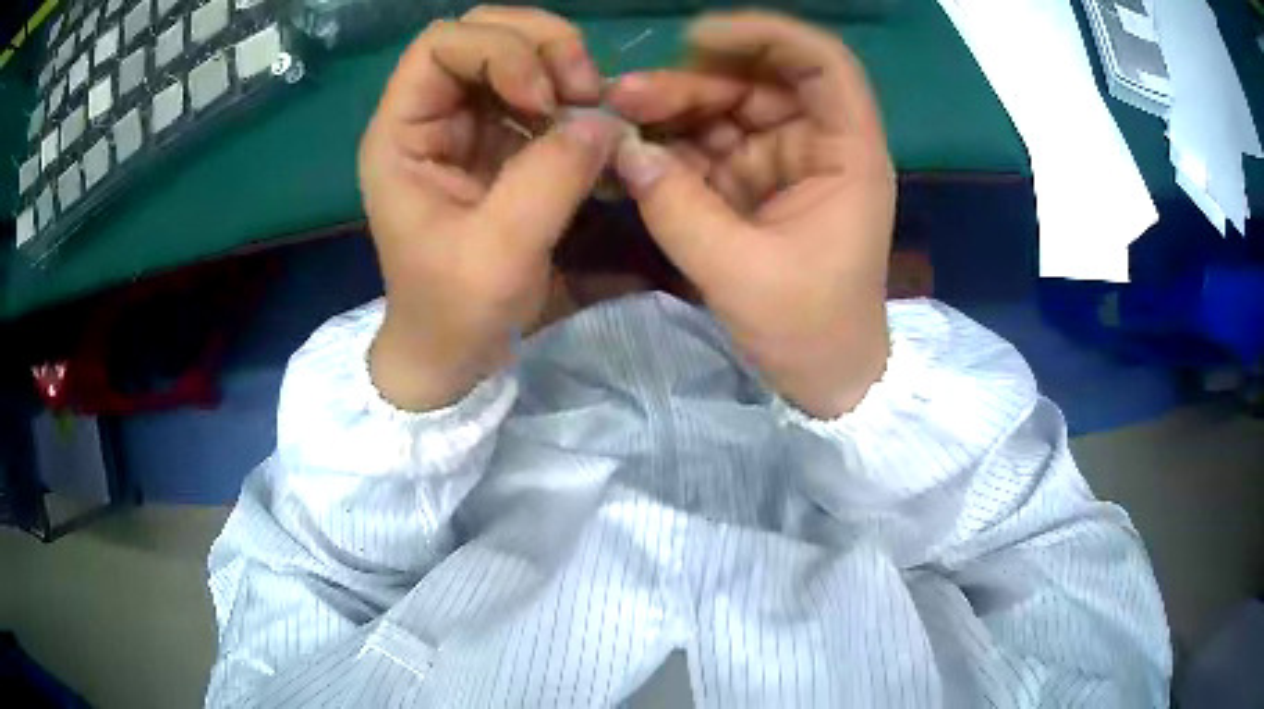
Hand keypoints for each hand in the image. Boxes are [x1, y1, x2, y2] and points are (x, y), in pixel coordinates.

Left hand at [360, 6, 623, 410]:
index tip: (544, 100)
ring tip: (594, 106)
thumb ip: (550, 179)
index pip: (440, 45)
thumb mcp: (499, 255)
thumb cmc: (454, 312)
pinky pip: (539, 91)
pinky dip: (572, 97)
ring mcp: (466, 125)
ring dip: (563, 66)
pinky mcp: (499, 142)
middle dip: (541, 46)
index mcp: (400, 136)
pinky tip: (592, 125)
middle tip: (584, 89)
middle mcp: (430, 116)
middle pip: (482, 32)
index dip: (499, 51)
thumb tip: (605, 120)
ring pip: (516, 52)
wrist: (452, 353)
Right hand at [607, 11, 894, 417]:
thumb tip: (623, 150)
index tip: (699, 38)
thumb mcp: (741, 274)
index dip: (767, 36)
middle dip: (693, 82)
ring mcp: (783, 163)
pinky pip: (709, 149)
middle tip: (626, 97)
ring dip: (673, 111)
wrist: (825, 381)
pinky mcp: (754, 186)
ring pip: (727, 111)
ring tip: (618, 122)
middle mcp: (818, 145)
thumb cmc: (809, 331)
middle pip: (758, 82)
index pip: (823, 63)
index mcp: (846, 155)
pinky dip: (671, 148)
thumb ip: (677, 208)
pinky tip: (631, 154)